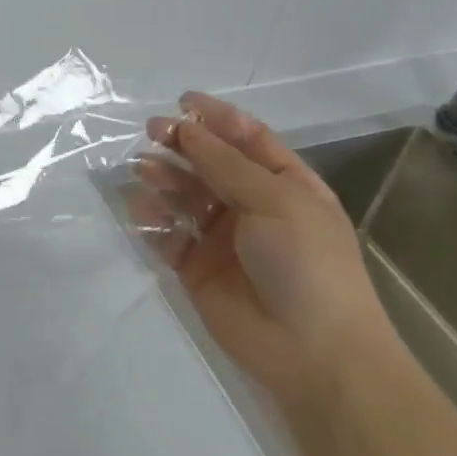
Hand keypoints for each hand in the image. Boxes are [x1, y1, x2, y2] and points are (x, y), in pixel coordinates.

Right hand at [127, 92, 396, 410]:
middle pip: (208, 163)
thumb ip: (225, 163)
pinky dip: (151, 218)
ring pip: (182, 194)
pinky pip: (166, 232)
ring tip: (144, 172)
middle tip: (151, 133)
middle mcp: (251, 205)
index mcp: (285, 185)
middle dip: (181, 144)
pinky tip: (142, 210)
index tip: (181, 102)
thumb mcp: (276, 201)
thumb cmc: (307, 264)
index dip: (217, 118)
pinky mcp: (194, 266)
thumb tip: (184, 127)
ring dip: (162, 178)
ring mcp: (220, 237)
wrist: (314, 353)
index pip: (248, 139)